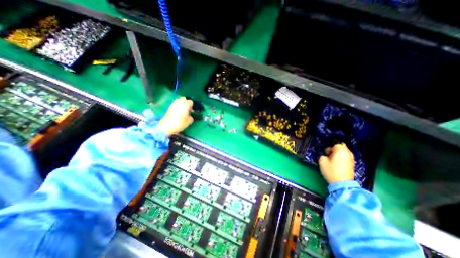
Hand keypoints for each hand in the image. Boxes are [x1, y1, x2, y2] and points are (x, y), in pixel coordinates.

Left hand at [159, 97, 192, 136]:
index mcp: (185, 104)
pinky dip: (177, 107)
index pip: (191, 102)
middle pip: (184, 99)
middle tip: (188, 110)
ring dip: (182, 105)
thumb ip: (191, 116)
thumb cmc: (180, 122)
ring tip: (183, 111)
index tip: (192, 111)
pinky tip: (178, 113)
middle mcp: (179, 101)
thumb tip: (189, 115)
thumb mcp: (189, 121)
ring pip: (179, 101)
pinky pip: (175, 104)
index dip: (192, 106)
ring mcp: (173, 104)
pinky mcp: (169, 107)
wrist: (167, 126)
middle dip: (186, 103)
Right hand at [321, 143, 354, 182]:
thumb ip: (323, 156)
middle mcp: (348, 153)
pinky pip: (346, 158)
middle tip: (329, 155)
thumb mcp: (322, 162)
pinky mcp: (352, 165)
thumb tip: (325, 156)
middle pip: (342, 147)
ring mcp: (352, 159)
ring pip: (344, 153)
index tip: (325, 153)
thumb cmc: (331, 171)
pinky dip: (342, 158)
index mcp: (341, 151)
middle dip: (335, 150)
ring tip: (332, 160)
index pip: (336, 144)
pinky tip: (337, 164)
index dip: (329, 148)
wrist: (342, 184)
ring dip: (338, 154)